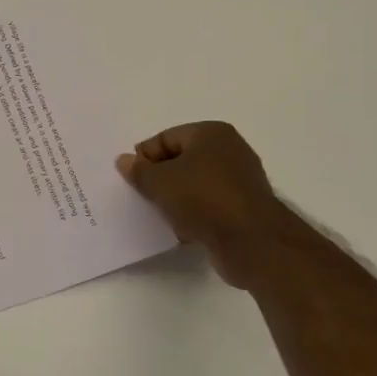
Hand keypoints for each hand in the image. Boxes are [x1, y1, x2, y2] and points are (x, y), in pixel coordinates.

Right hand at [116, 121, 314, 289]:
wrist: (252, 242)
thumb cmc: (203, 199)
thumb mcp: (159, 182)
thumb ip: (138, 171)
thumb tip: (124, 161)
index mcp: (211, 133)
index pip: (165, 138)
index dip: (144, 158)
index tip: (132, 180)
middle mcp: (230, 150)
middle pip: (181, 160)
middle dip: (160, 178)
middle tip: (143, 196)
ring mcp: (241, 180)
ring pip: (195, 184)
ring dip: (176, 198)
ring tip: (161, 215)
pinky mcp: (244, 207)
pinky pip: (210, 205)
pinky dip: (194, 214)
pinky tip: (182, 229)